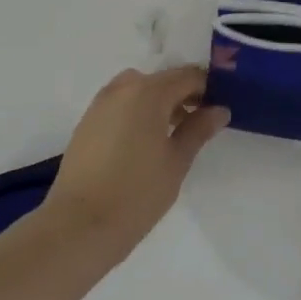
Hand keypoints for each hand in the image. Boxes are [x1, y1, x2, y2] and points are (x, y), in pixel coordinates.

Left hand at [43, 66, 228, 251]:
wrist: (80, 223)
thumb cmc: (137, 192)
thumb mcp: (177, 161)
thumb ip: (198, 129)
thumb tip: (219, 110)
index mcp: (148, 92)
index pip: (188, 76)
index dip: (208, 88)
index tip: (220, 108)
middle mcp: (122, 88)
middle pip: (162, 80)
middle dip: (183, 95)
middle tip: (199, 123)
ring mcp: (100, 103)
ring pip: (139, 90)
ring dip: (159, 103)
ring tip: (172, 135)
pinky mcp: (87, 121)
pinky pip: (120, 104)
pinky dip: (137, 112)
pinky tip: (144, 143)